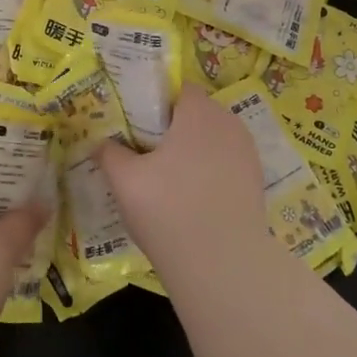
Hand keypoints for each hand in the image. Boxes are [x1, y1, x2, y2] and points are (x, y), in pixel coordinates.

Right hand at [94, 88, 268, 284]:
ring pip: (211, 141)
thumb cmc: (169, 210)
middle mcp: (228, 123)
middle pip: (196, 114)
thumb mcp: (125, 180)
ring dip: (191, 152)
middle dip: (172, 129)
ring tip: (166, 180)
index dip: (155, 103)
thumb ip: (110, 153)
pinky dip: (208, 174)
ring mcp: (247, 154)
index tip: (135, 125)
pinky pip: (225, 165)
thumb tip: (101, 143)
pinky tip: (190, 200)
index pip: (177, 90)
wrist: (224, 266)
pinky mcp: (255, 182)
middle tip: (144, 153)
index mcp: (199, 111)